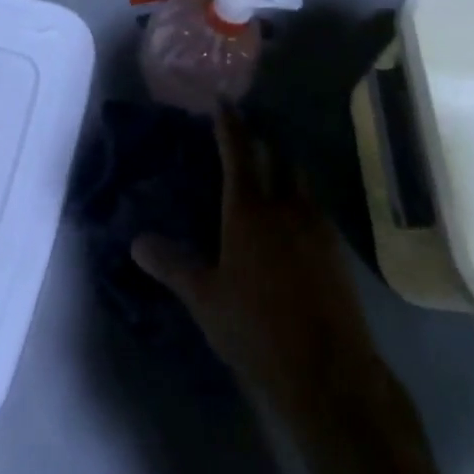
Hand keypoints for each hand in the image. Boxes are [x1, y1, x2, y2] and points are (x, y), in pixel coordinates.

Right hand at [133, 105, 378, 411]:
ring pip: (301, 180)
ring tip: (271, 173)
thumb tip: (136, 241)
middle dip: (261, 142)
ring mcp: (316, 227)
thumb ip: (172, 265)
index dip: (229, 124)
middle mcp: (285, 206)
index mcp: (248, 209)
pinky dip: (302, 200)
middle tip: (246, 138)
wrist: (329, 373)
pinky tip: (294, 220)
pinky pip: (316, 208)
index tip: (223, 100)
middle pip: (277, 157)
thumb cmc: (257, 329)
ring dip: (285, 169)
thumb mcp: (205, 299)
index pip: (238, 151)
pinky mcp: (336, 251)